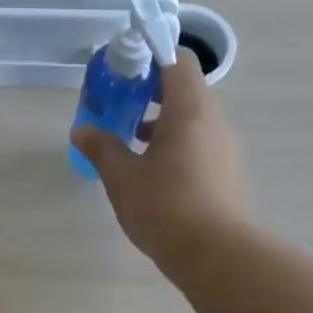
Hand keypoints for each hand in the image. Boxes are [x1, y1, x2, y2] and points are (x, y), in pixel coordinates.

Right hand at [71, 53, 248, 268]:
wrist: (215, 254)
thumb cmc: (164, 207)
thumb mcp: (122, 178)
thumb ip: (102, 148)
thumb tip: (82, 130)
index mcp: (190, 111)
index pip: (178, 61)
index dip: (151, 58)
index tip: (125, 73)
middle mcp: (215, 122)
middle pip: (186, 91)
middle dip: (152, 95)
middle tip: (121, 110)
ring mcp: (226, 149)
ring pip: (194, 121)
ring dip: (164, 124)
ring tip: (132, 145)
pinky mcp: (229, 175)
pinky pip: (201, 146)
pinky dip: (178, 147)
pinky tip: (155, 175)